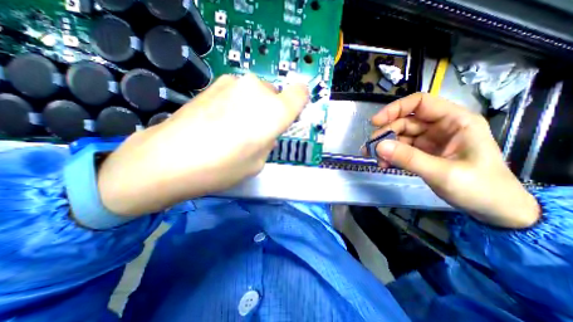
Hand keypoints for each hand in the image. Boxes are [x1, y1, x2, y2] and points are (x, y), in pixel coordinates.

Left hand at [99, 75, 309, 216]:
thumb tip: (266, 133)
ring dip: (254, 107)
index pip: (300, 93)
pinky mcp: (214, 83)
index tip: (291, 114)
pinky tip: (220, 120)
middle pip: (276, 95)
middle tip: (257, 131)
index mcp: (275, 111)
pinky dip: (237, 103)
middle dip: (272, 111)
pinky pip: (238, 92)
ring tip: (235, 127)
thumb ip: (268, 142)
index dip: (299, 102)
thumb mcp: (258, 163)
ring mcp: (234, 82)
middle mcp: (258, 90)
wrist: (168, 159)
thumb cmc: (222, 167)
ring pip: (256, 93)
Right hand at [367, 93, 536, 228]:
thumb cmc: (480, 188)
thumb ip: (409, 158)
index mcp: (454, 121)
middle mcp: (439, 127)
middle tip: (370, 149)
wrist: (494, 210)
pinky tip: (383, 164)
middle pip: (404, 122)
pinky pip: (400, 149)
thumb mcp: (443, 173)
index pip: (420, 103)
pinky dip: (389, 155)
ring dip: (384, 147)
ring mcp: (429, 141)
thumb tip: (378, 146)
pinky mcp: (421, 153)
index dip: (395, 109)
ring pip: (399, 136)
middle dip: (385, 134)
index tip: (375, 123)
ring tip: (375, 160)